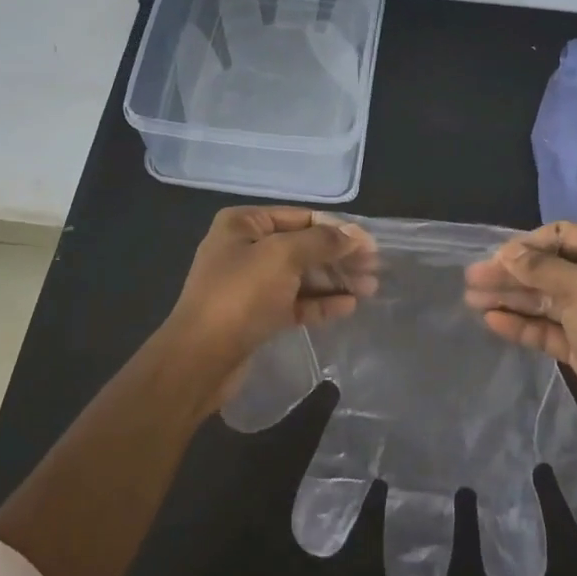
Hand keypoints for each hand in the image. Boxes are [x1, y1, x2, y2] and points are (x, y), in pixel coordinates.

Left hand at [163, 207, 375, 402]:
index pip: (301, 217)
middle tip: (375, 269)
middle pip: (303, 247)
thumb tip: (354, 235)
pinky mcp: (257, 315)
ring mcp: (251, 284)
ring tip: (370, 289)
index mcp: (244, 224)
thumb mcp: (282, 257)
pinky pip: (295, 303)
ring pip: (301, 276)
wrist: (201, 358)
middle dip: (339, 257)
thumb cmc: (240, 295)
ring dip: (335, 280)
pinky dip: (321, 303)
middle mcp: (246, 249)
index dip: (338, 229)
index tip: (371, 245)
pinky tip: (348, 307)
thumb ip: (321, 242)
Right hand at [464, 221, 576, 464]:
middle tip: (470, 280)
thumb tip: (508, 251)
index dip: (527, 244)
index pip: (563, 235)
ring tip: (471, 300)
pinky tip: (492, 322)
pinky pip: (546, 328)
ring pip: (544, 299)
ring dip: (509, 297)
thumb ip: (542, 268)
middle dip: (510, 273)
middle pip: (548, 268)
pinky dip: (521, 323)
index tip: (494, 258)